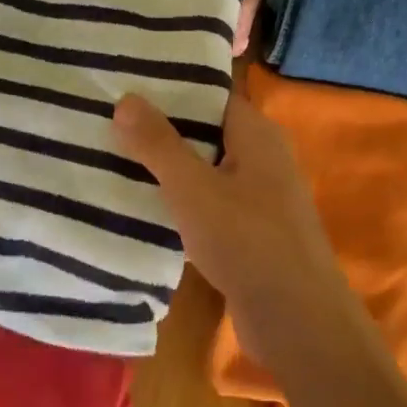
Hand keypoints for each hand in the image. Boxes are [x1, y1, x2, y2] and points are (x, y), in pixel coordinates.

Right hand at [113, 90, 349, 362]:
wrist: (298, 321)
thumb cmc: (246, 240)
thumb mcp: (193, 188)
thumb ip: (158, 143)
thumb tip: (126, 98)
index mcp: (257, 133)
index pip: (210, 95)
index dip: (171, 88)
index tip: (127, 85)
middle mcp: (263, 156)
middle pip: (205, 130)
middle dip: (162, 128)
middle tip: (109, 121)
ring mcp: (260, 195)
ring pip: (205, 168)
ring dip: (169, 167)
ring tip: (114, 158)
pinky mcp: (251, 230)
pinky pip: (210, 201)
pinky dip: (182, 199)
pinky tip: (144, 205)